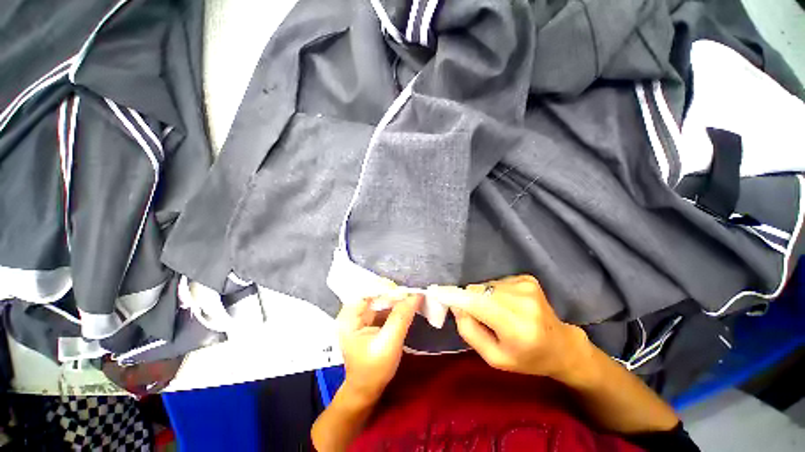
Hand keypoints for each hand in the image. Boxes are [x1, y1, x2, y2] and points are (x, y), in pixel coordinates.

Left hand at [336, 294, 421, 404]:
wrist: (367, 390)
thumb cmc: (374, 370)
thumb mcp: (389, 343)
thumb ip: (401, 317)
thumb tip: (415, 295)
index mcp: (349, 316)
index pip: (368, 291)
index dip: (386, 288)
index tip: (406, 291)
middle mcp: (353, 312)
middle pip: (375, 293)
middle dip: (393, 293)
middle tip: (412, 293)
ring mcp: (361, 316)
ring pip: (380, 299)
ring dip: (396, 298)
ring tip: (412, 297)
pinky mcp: (370, 321)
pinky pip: (384, 307)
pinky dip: (395, 305)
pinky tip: (407, 305)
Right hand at [438, 275, 590, 383]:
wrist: (561, 346)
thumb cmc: (526, 358)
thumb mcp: (494, 358)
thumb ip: (469, 331)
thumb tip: (455, 305)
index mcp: (517, 328)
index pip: (477, 304)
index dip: (454, 296)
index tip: (435, 292)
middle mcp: (523, 301)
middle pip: (477, 291)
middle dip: (469, 300)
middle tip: (478, 317)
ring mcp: (527, 286)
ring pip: (484, 285)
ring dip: (482, 297)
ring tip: (497, 313)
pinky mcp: (527, 279)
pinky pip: (495, 282)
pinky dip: (493, 292)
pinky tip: (507, 305)